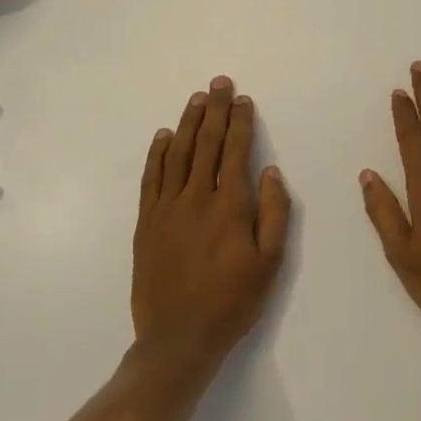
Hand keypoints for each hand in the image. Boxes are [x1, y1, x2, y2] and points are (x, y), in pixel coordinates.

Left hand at [132, 76, 290, 369]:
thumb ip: (274, 214)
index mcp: (230, 206)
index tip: (242, 99)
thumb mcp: (270, 263)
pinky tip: (162, 136)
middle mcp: (196, 198)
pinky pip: (151, 178)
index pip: (236, 151)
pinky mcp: (146, 222)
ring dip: (187, 123)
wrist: (178, 337)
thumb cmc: (233, 302)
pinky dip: (157, 154)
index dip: (240, 123)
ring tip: (196, 99)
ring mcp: (166, 208)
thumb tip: (272, 171)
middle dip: (214, 111)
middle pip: (206, 144)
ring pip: (177, 154)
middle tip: (219, 83)